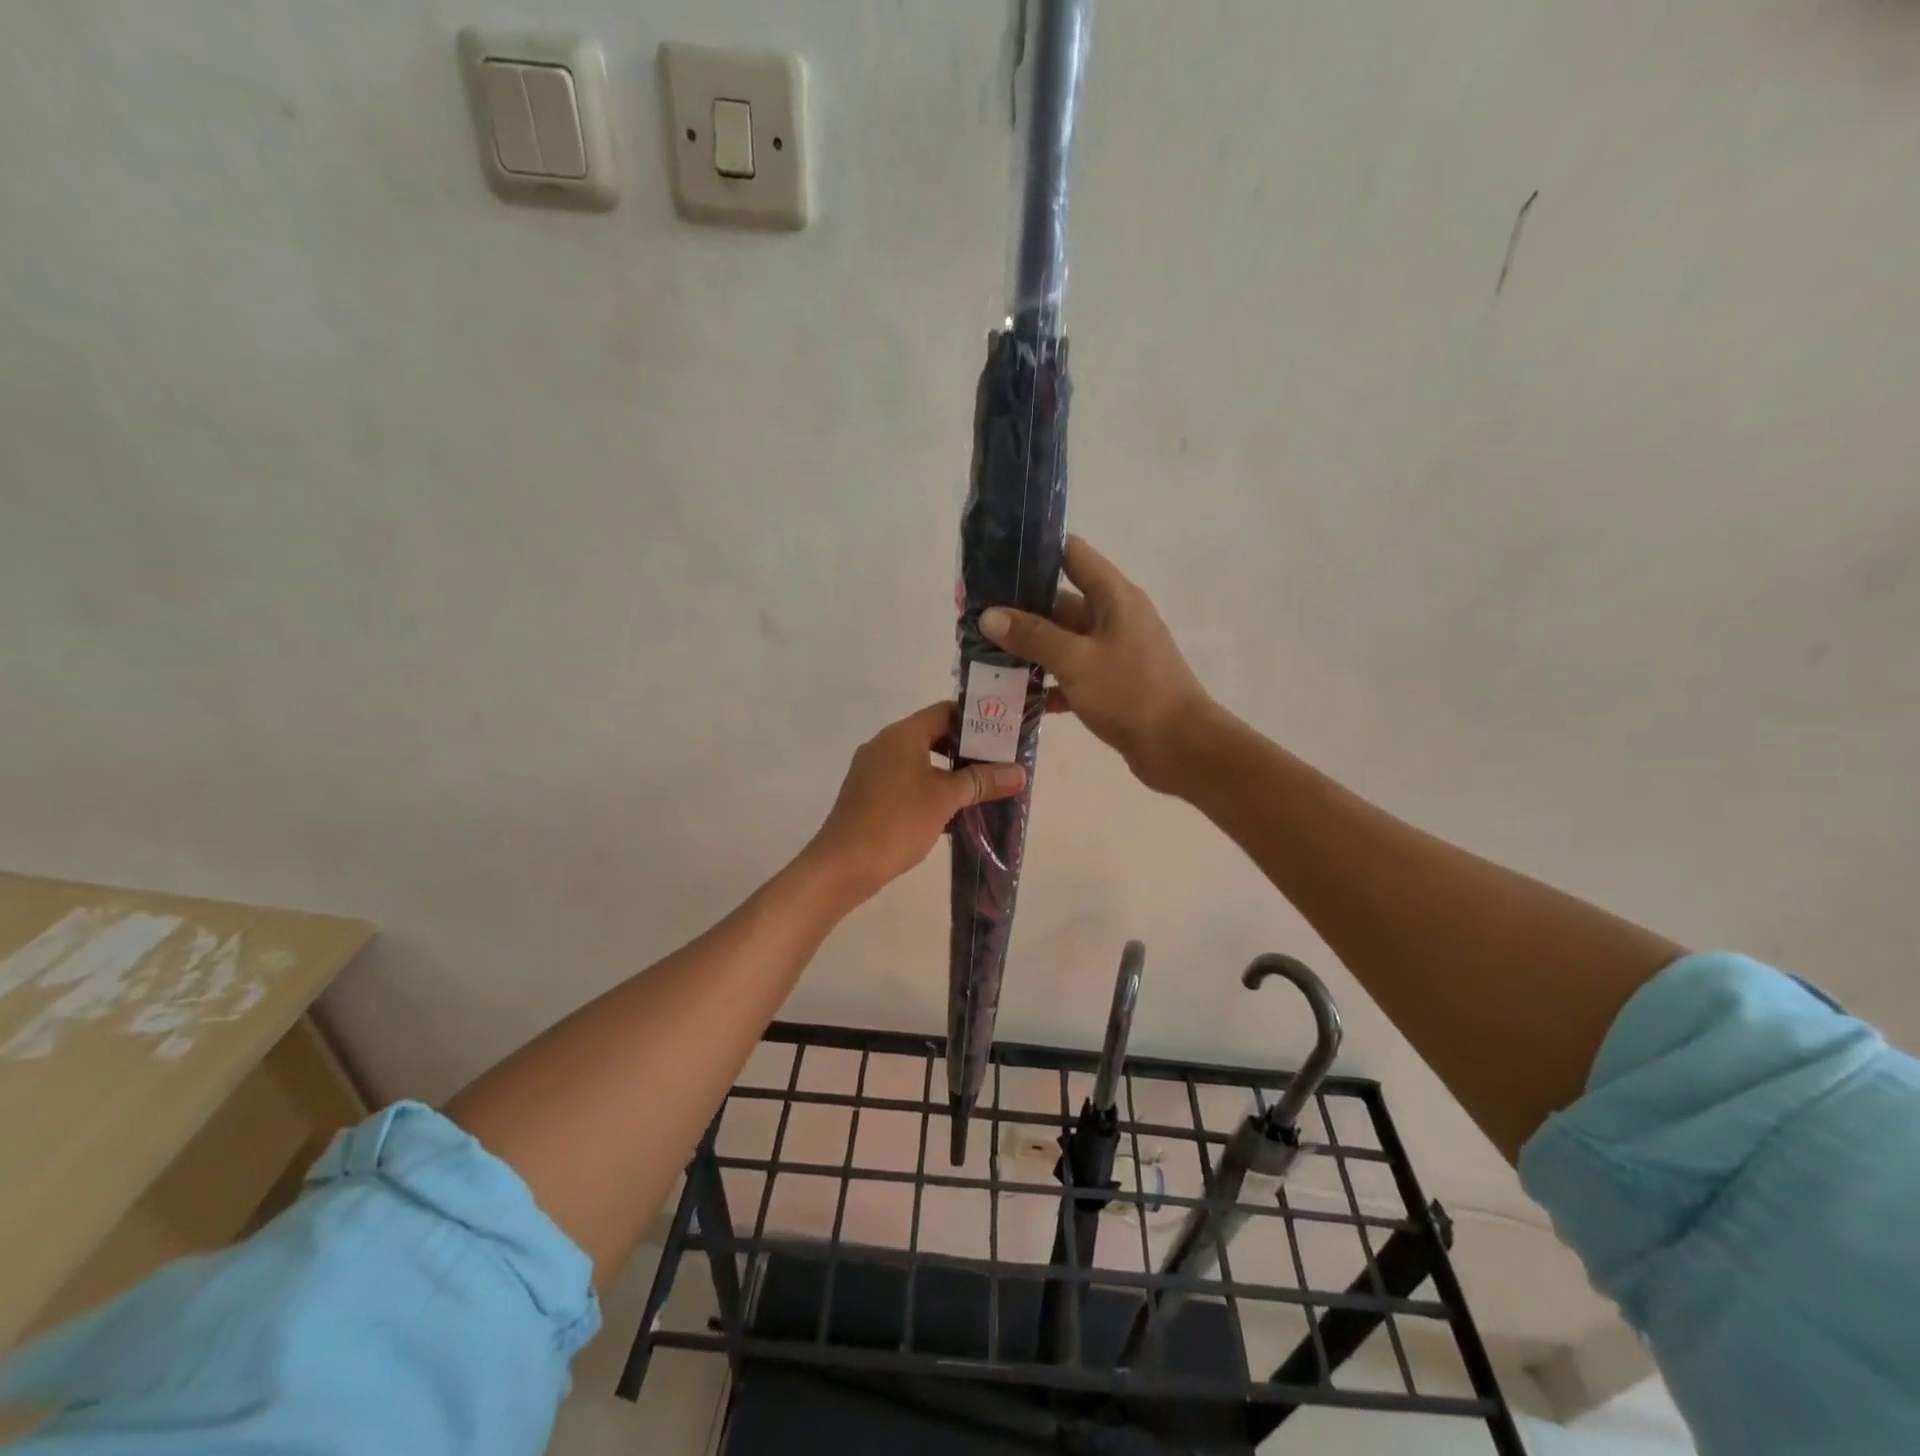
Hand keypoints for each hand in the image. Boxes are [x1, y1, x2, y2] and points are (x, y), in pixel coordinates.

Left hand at [805, 702, 1026, 903]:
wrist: (844, 864)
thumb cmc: (898, 821)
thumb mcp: (946, 798)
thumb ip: (982, 781)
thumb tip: (1019, 772)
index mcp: (902, 734)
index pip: (945, 712)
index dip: (975, 721)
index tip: (1002, 737)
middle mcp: (884, 744)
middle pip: (932, 735)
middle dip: (965, 750)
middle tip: (997, 765)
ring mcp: (872, 769)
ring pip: (918, 760)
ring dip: (947, 773)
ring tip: (979, 790)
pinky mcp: (867, 794)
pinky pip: (904, 780)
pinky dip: (927, 788)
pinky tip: (949, 812)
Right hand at [979, 536, 1211, 792]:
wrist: (1180, 748)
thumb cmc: (1131, 693)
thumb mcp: (1076, 660)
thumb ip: (1032, 635)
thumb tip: (988, 615)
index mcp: (1113, 597)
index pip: (1071, 554)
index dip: (1035, 552)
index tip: (994, 560)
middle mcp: (1114, 617)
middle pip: (1059, 601)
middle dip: (1018, 609)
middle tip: (973, 618)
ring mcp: (1113, 652)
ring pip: (1062, 641)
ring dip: (1028, 649)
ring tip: (983, 656)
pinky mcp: (1111, 684)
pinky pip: (1070, 674)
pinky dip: (1046, 683)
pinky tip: (1013, 696)